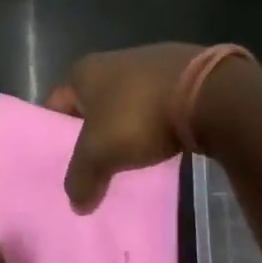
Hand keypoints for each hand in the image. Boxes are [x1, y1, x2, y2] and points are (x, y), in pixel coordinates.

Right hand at [46, 42, 204, 208]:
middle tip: (93, 167)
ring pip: (126, 103)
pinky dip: (154, 123)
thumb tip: (76, 202)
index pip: (56, 104)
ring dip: (125, 128)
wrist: (206, 92)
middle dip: (92, 134)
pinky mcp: (181, 73)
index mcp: (85, 71)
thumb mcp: (100, 153)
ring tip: (128, 160)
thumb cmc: (139, 116)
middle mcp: (113, 60)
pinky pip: (156, 104)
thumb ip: (81, 177)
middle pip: (92, 104)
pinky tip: (160, 144)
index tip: (60, 163)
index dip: (54, 134)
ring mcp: (149, 64)